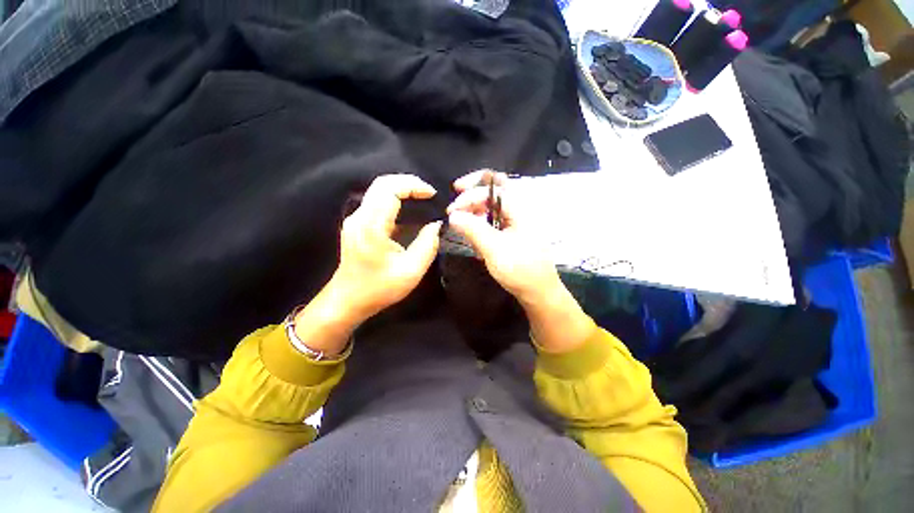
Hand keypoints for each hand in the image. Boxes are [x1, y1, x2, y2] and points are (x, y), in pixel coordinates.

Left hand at [293, 174, 441, 355]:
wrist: (347, 300)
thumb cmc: (379, 288)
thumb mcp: (411, 270)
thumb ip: (428, 244)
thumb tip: (437, 225)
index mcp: (372, 225)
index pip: (390, 188)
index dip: (413, 185)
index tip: (432, 194)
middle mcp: (360, 216)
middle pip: (382, 183)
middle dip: (408, 182)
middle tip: (428, 193)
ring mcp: (355, 219)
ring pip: (378, 190)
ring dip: (401, 189)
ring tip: (421, 198)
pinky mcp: (357, 225)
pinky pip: (376, 202)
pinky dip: (394, 199)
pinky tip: (408, 210)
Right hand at [446, 170, 564, 307]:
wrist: (538, 291)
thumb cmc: (520, 270)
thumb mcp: (494, 249)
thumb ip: (473, 229)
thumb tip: (452, 215)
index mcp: (520, 208)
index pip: (492, 188)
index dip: (469, 195)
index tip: (451, 211)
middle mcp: (519, 209)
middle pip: (496, 185)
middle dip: (475, 186)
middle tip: (457, 190)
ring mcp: (516, 220)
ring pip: (493, 201)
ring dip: (476, 204)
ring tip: (462, 216)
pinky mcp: (511, 231)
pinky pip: (493, 217)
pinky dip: (481, 218)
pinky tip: (472, 231)